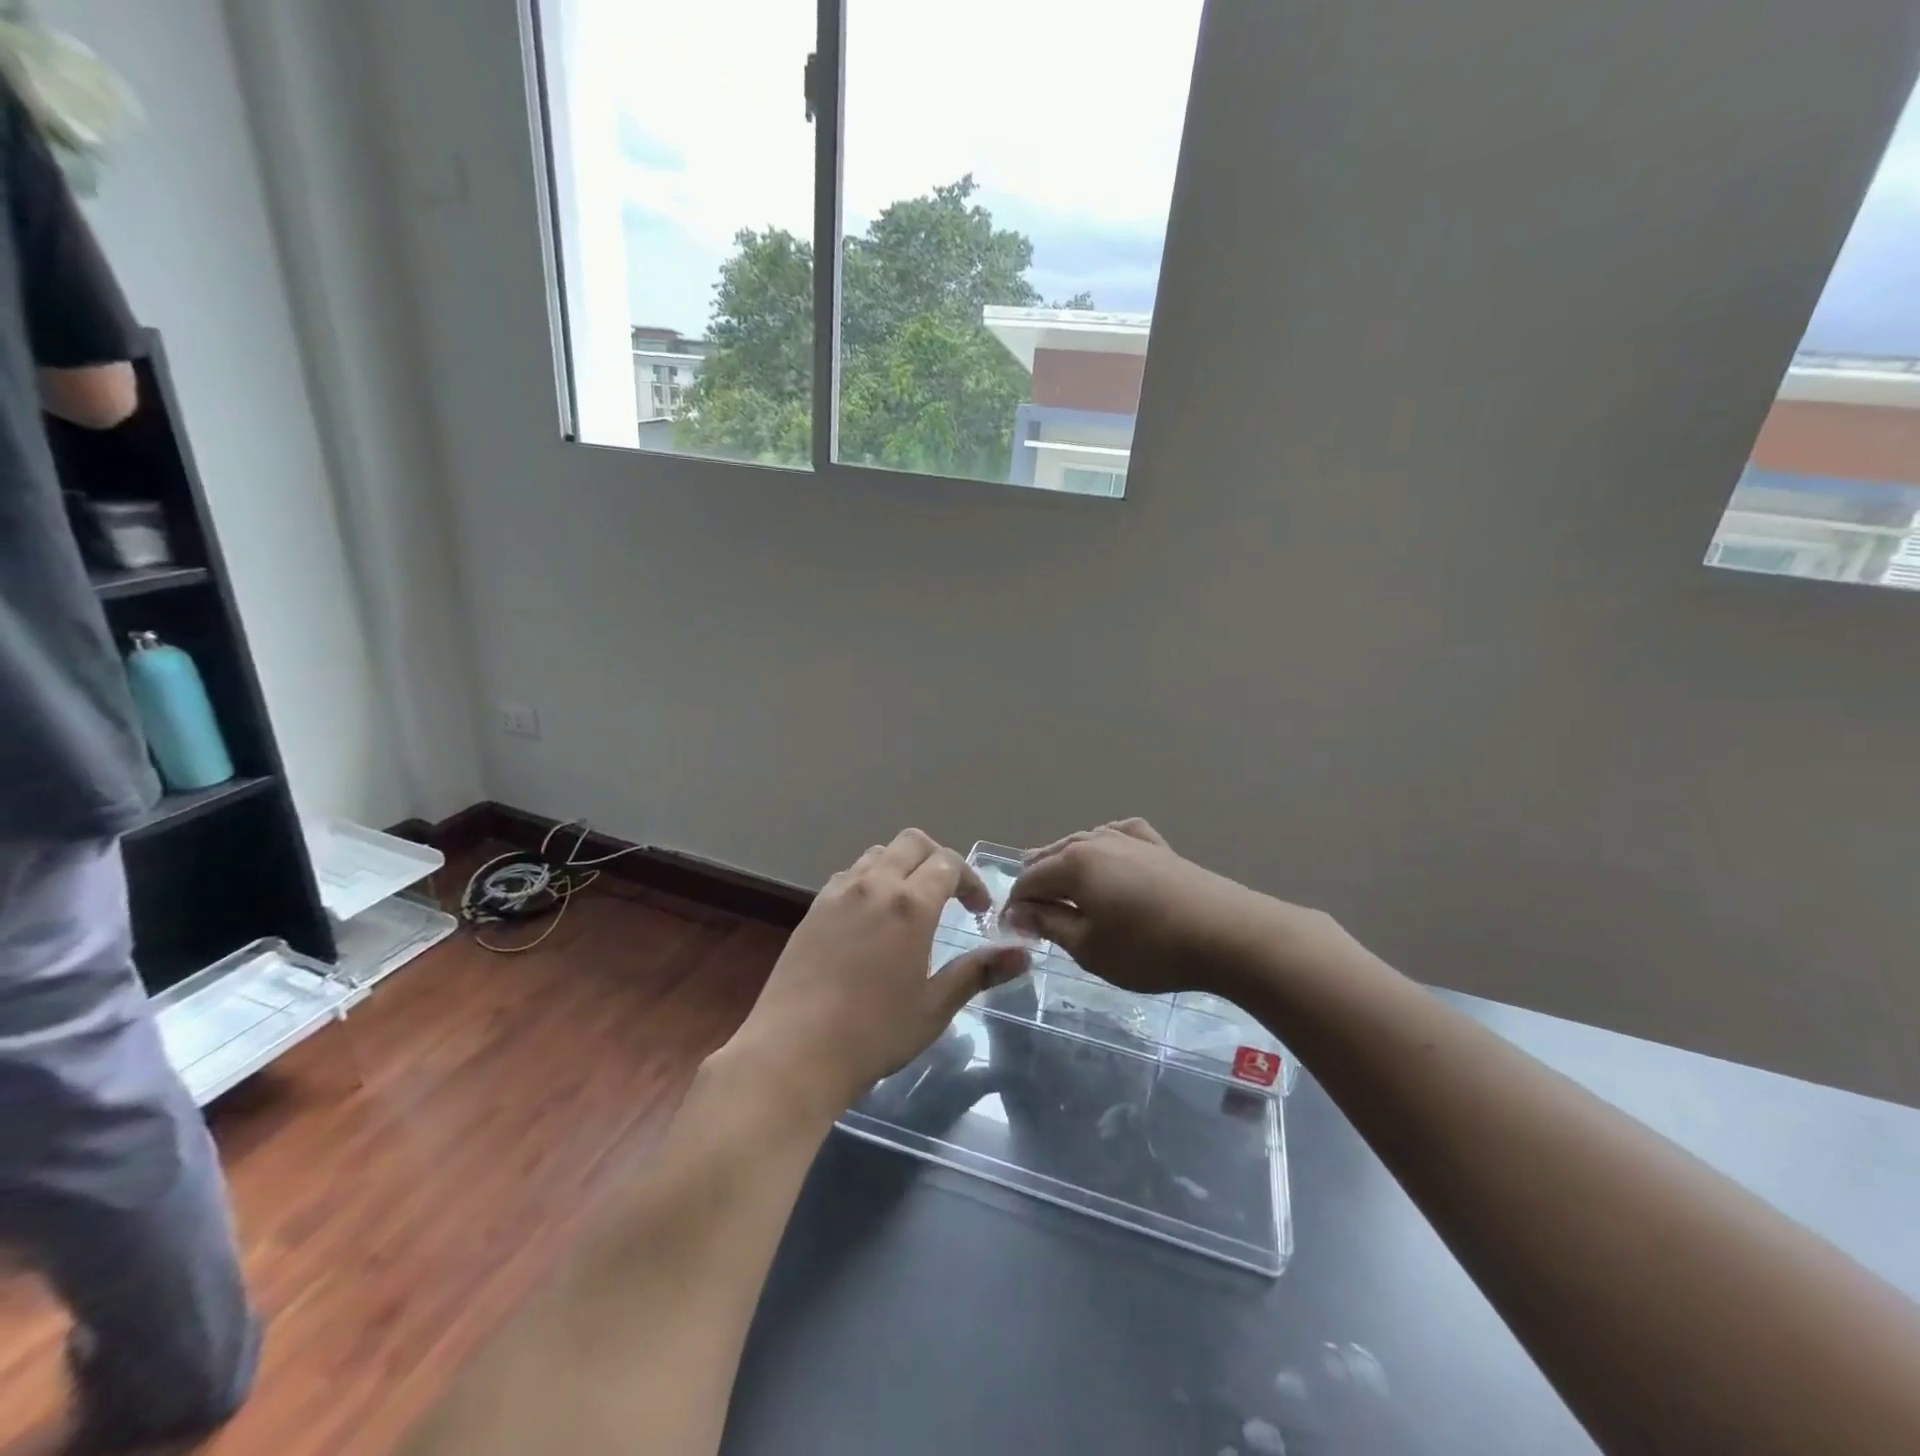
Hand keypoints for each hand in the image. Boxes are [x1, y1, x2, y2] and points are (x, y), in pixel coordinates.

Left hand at [723, 829, 1030, 1123]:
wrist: (793, 1052)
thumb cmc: (874, 1033)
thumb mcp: (935, 1006)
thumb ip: (979, 971)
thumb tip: (1024, 954)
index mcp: (911, 904)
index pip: (948, 863)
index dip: (970, 880)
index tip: (978, 910)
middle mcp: (875, 885)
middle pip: (912, 842)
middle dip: (938, 859)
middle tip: (949, 895)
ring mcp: (838, 893)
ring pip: (878, 854)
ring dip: (902, 866)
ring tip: (910, 905)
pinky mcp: (813, 908)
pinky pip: (849, 875)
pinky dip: (871, 881)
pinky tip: (871, 920)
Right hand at [1008, 819, 1326, 996]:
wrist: (1227, 934)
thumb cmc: (1149, 948)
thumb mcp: (1089, 947)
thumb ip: (1049, 924)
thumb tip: (1018, 912)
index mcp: (1073, 863)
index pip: (1028, 880)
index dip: (1014, 905)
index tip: (1010, 930)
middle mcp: (1096, 841)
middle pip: (1052, 856)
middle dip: (1036, 882)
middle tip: (1029, 912)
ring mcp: (1130, 840)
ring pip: (1083, 843)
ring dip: (1065, 864)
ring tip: (1058, 884)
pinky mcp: (1159, 847)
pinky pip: (1119, 837)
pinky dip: (1103, 846)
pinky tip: (1107, 853)